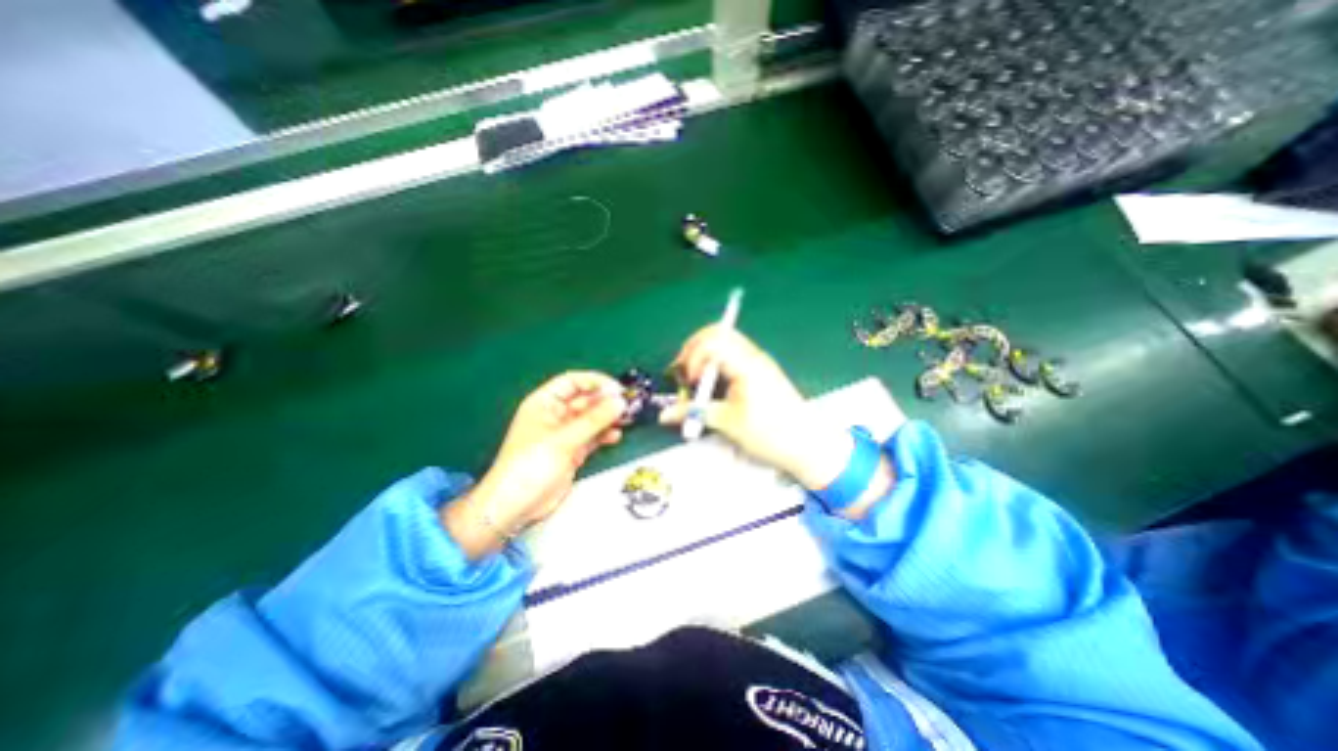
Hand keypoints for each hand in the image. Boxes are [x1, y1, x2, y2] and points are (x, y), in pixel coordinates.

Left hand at [443, 373, 624, 560]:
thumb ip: (594, 420)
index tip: (618, 389)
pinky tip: (616, 436)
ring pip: (591, 418)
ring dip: (608, 418)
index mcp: (544, 403)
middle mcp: (555, 415)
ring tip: (627, 420)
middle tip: (628, 405)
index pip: (572, 382)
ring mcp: (564, 434)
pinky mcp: (572, 451)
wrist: (515, 507)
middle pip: (585, 400)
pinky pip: (592, 436)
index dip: (595, 382)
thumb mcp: (563, 440)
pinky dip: (604, 435)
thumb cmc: (531, 466)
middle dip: (606, 401)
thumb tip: (620, 402)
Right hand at [659, 326, 898, 519]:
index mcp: (746, 364)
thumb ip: (695, 413)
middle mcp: (753, 356)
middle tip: (682, 369)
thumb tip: (666, 414)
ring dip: (704, 353)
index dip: (693, 357)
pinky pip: (732, 355)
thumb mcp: (729, 423)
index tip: (689, 381)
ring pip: (725, 341)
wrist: (807, 445)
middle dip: (694, 348)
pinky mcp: (760, 371)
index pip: (712, 341)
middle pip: (717, 333)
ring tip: (694, 377)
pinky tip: (711, 382)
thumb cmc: (772, 433)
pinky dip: (716, 362)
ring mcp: (758, 361)